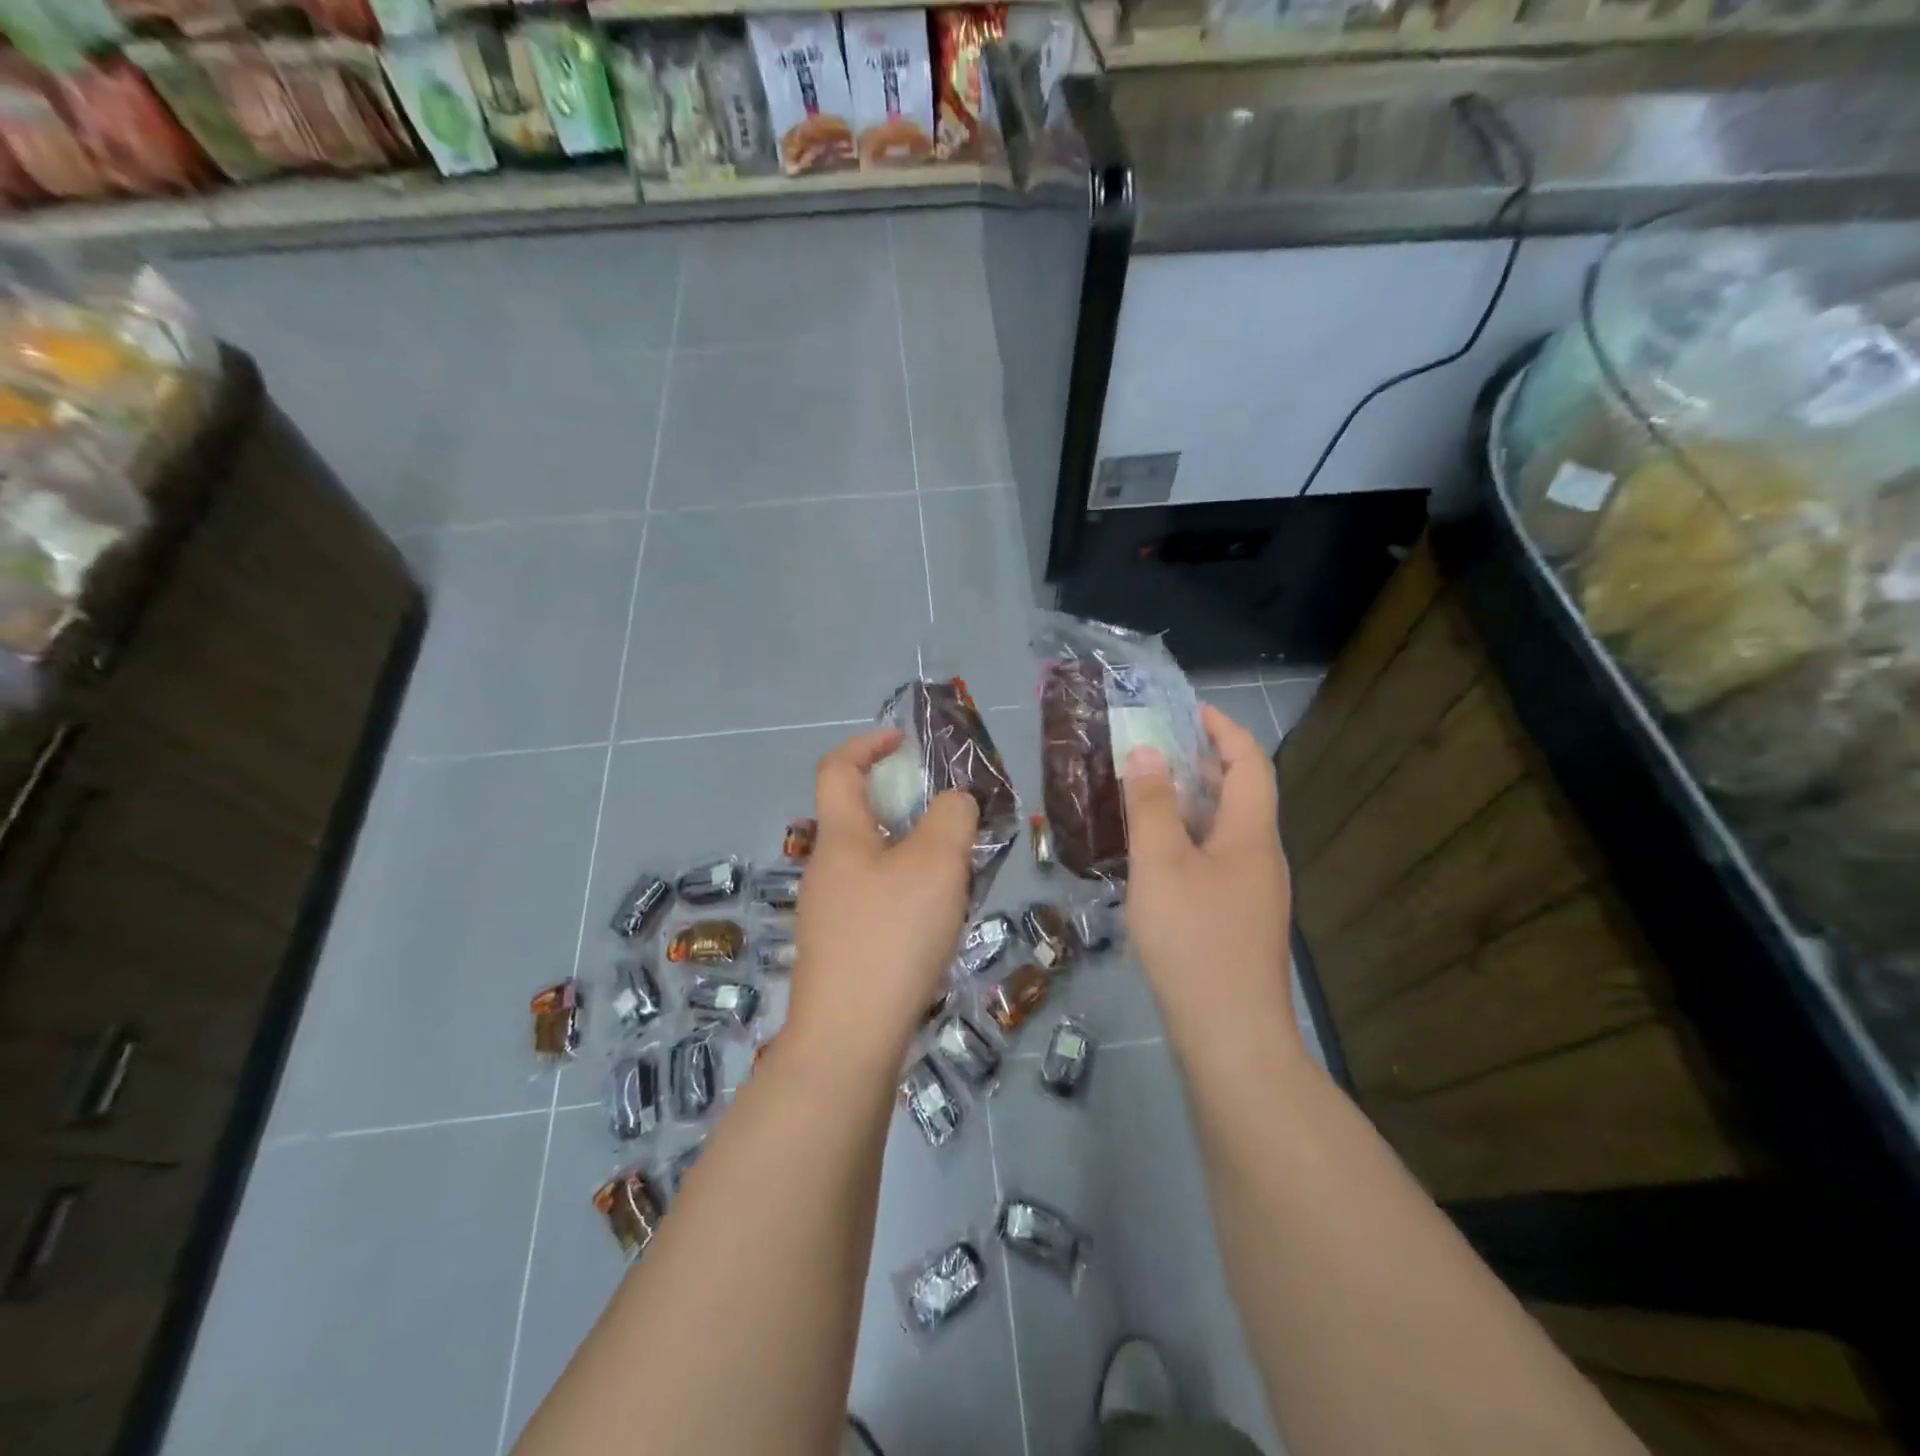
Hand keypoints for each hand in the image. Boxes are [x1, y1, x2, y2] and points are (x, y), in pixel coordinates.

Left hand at [786, 729, 979, 1074]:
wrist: (848, 1038)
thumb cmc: (891, 936)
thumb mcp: (937, 864)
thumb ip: (952, 818)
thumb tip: (954, 803)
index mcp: (840, 837)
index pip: (837, 768)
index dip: (867, 744)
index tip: (905, 743)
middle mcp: (825, 869)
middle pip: (857, 816)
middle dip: (902, 805)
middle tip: (949, 819)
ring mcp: (827, 913)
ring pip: (872, 862)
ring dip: (910, 854)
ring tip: (955, 875)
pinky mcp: (839, 950)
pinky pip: (875, 900)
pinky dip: (905, 892)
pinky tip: (935, 923)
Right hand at [1122, 704, 1297, 1054]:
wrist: (1231, 1037)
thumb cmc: (1194, 940)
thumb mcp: (1161, 864)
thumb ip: (1152, 804)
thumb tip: (1148, 750)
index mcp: (1252, 834)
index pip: (1250, 762)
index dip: (1223, 729)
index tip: (1187, 710)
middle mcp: (1262, 857)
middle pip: (1241, 794)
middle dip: (1202, 763)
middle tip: (1153, 750)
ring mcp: (1254, 893)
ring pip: (1225, 831)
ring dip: (1192, 804)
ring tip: (1146, 796)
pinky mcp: (1239, 922)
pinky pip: (1215, 861)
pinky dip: (1188, 841)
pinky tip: (1153, 857)